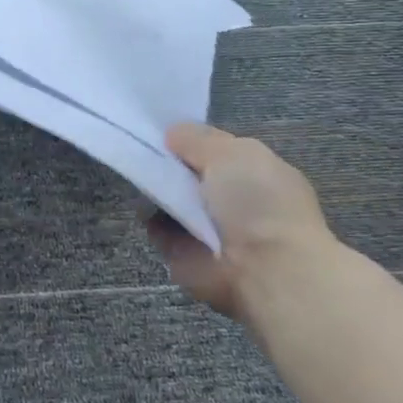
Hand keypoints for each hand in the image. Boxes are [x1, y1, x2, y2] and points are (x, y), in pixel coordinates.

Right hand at [146, 124, 334, 321]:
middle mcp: (231, 199)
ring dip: (154, 189)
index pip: (212, 149)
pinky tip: (142, 205)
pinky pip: (157, 226)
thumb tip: (171, 133)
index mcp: (254, 172)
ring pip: (169, 198)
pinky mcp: (185, 251)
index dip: (187, 139)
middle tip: (140, 151)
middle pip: (186, 173)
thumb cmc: (257, 204)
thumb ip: (198, 138)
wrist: (263, 271)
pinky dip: (148, 217)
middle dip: (165, 163)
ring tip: (139, 177)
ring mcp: (208, 226)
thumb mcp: (232, 152)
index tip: (159, 131)